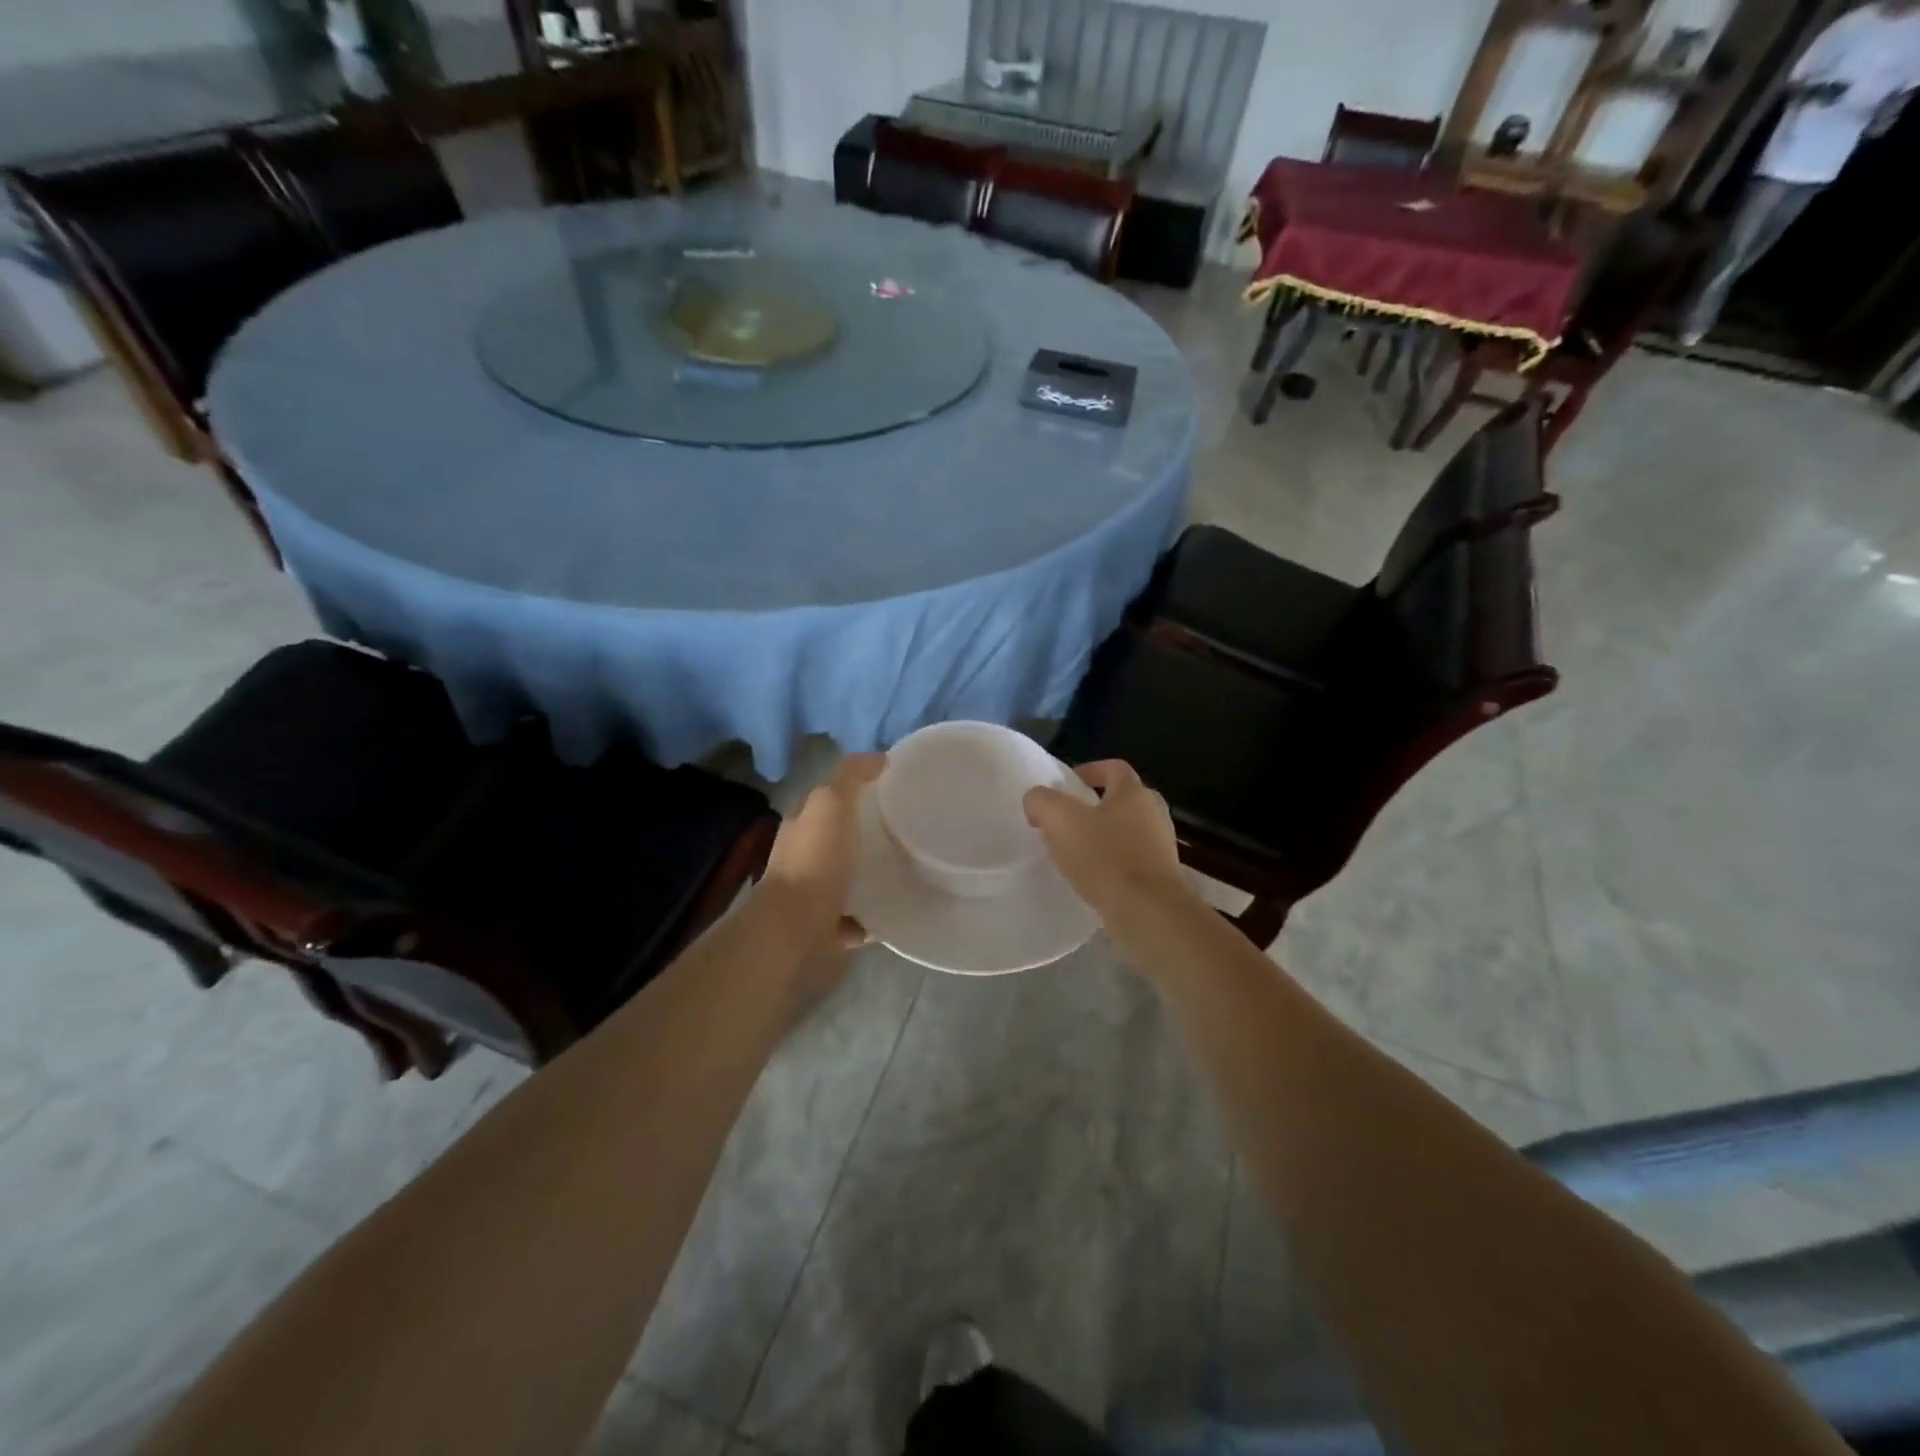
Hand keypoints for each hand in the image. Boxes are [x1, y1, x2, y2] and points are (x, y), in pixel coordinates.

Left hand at [757, 751, 885, 957]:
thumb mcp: (833, 803)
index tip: (890, 789)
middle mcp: (802, 855)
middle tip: (905, 829)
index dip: (853, 789)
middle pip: (837, 837)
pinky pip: (853, 917)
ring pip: (845, 877)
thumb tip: (878, 757)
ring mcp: (811, 893)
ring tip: (904, 869)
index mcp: (802, 823)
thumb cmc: (815, 860)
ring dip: (867, 874)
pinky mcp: (824, 926)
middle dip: (864, 833)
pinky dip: (870, 915)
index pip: (826, 797)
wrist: (795, 926)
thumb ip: (851, 776)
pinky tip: (893, 910)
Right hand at [1023, 760, 1194, 924]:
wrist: (1147, 912)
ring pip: (1129, 831)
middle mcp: (1154, 813)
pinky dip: (1114, 864)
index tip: (1066, 786)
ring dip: (1104, 837)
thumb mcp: (1059, 819)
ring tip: (1077, 853)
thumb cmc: (1105, 857)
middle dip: (1096, 806)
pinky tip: (1094, 879)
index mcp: (1134, 792)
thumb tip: (1037, 801)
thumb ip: (1041, 801)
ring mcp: (1162, 846)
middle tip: (1069, 820)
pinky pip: (1133, 861)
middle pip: (1123, 799)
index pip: (1114, 767)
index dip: (1089, 770)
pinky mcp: (1162, 877)